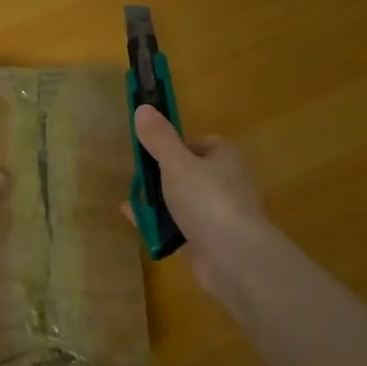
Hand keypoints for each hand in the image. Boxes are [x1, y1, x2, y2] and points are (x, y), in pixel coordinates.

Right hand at [132, 105, 269, 304]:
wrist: (234, 258)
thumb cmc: (207, 200)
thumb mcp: (176, 163)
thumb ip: (158, 138)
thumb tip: (142, 107)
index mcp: (225, 158)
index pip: (203, 144)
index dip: (177, 145)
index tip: (154, 152)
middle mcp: (227, 184)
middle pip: (191, 174)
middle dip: (164, 177)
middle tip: (140, 179)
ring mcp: (219, 215)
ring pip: (184, 203)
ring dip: (159, 203)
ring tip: (132, 202)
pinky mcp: (210, 243)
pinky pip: (179, 229)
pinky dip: (160, 226)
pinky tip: (137, 224)